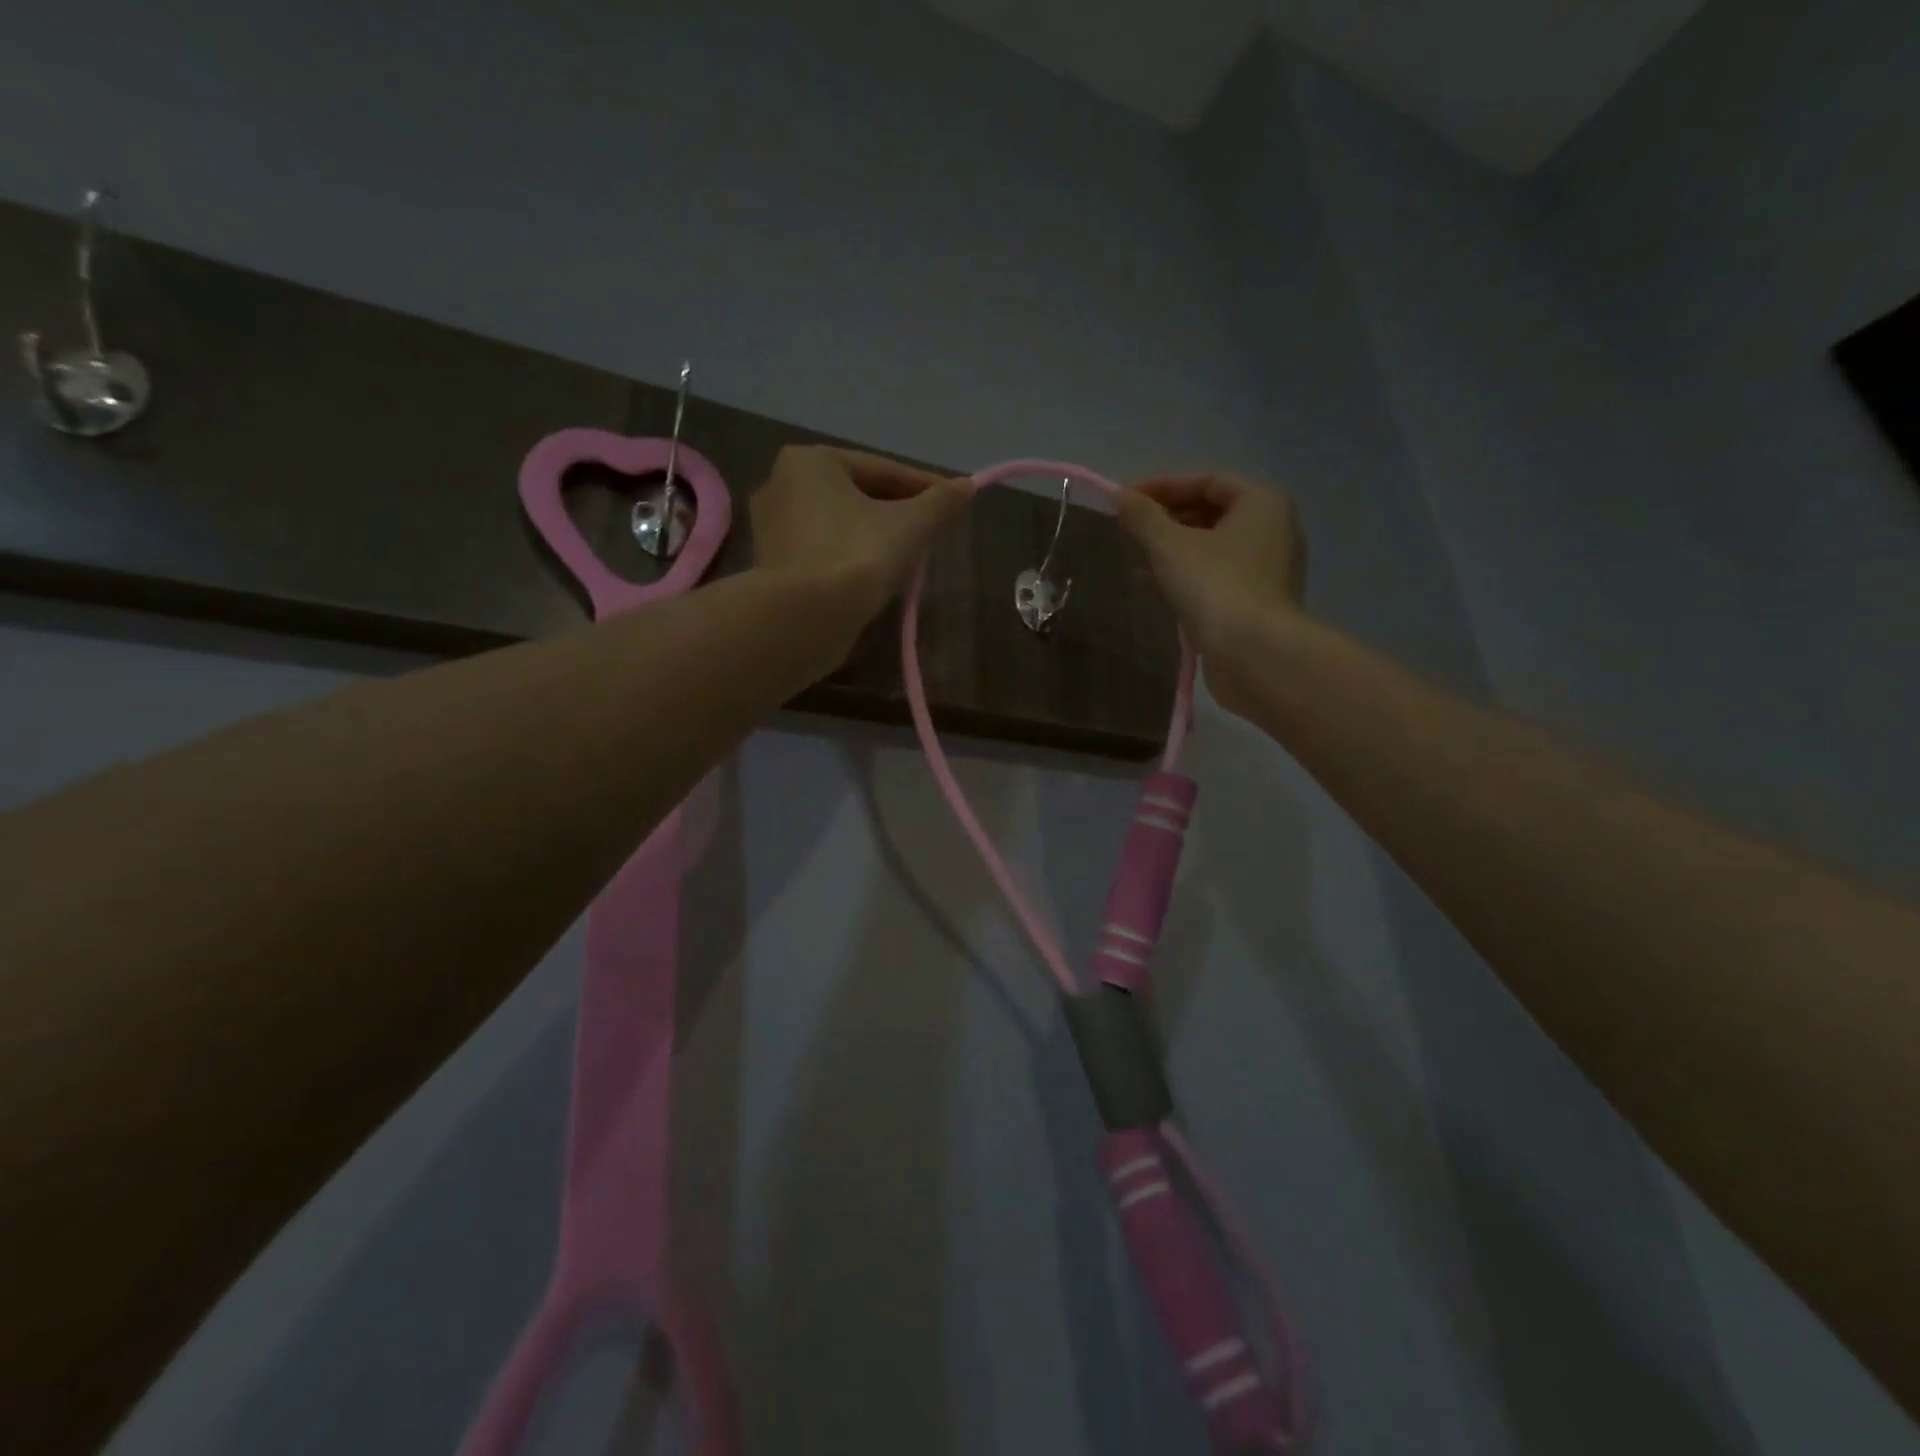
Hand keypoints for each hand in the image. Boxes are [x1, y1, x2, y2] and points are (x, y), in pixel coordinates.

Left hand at [751, 444, 969, 624]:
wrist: (800, 620)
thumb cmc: (854, 557)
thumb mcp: (909, 527)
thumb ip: (940, 503)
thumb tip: (967, 486)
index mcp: (808, 462)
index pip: (881, 470)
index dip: (925, 487)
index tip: (956, 503)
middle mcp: (780, 486)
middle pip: (857, 496)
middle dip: (897, 513)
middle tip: (932, 534)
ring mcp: (771, 531)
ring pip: (840, 527)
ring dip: (875, 538)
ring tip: (910, 558)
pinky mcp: (772, 569)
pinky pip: (823, 554)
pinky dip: (851, 560)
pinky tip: (876, 578)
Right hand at [1117, 473, 1307, 713]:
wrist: (1254, 654)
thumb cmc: (1215, 586)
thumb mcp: (1170, 545)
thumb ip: (1143, 518)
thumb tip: (1120, 496)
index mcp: (1261, 503)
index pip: (1207, 481)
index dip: (1164, 487)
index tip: (1126, 501)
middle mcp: (1272, 530)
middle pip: (1211, 514)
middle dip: (1167, 521)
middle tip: (1130, 533)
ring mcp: (1266, 570)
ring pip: (1211, 549)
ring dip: (1171, 551)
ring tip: (1135, 561)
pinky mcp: (1255, 603)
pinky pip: (1215, 577)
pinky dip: (1185, 576)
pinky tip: (1153, 587)